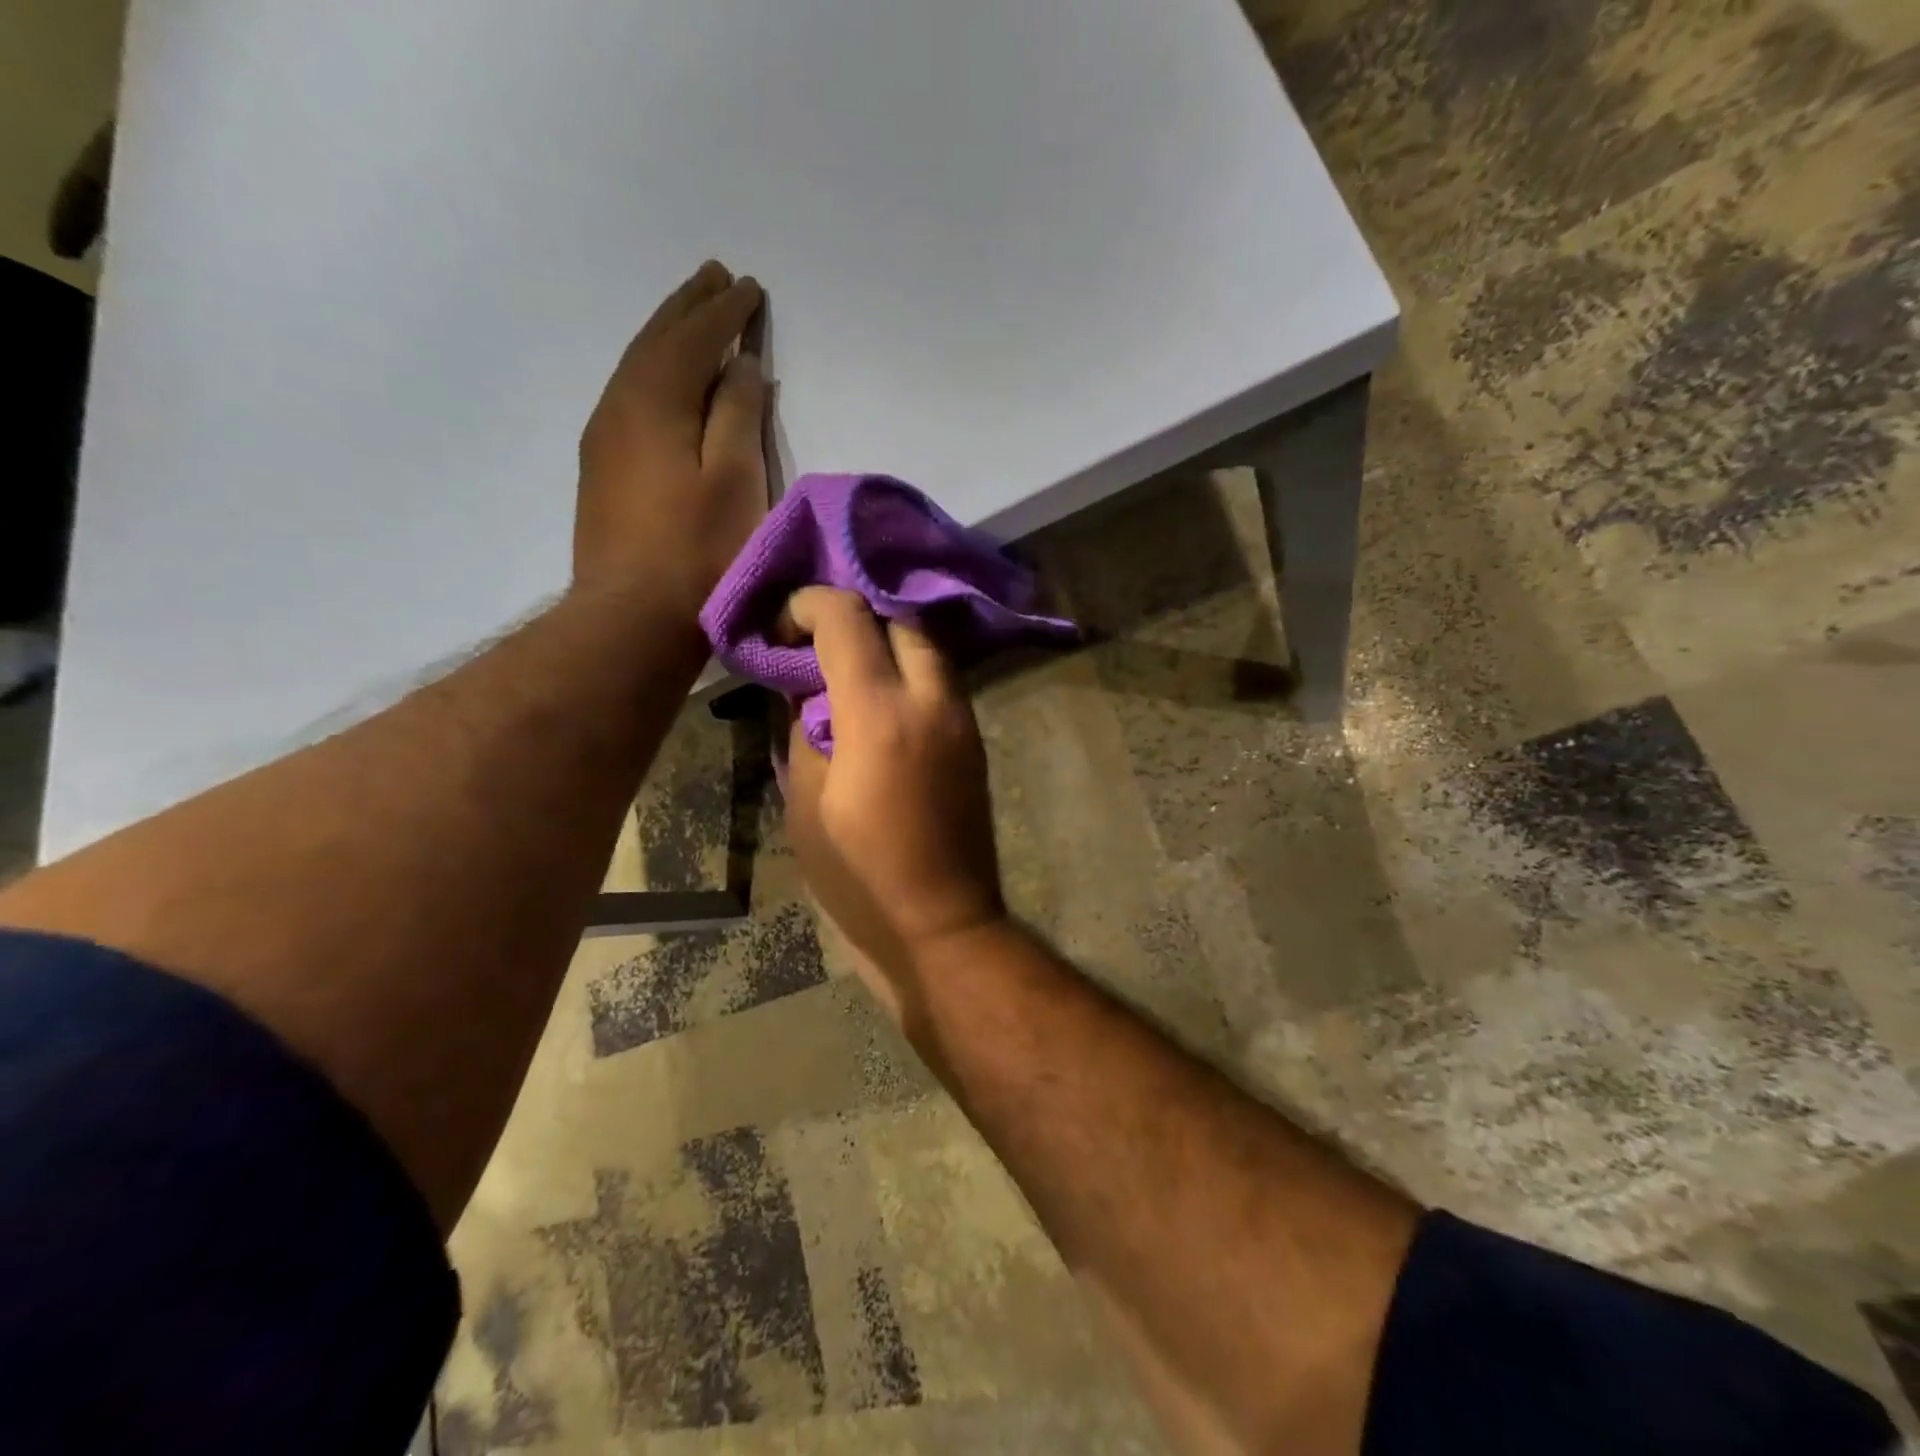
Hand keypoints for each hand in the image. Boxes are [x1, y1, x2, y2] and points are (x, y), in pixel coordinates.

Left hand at [576, 260, 766, 618]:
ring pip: (638, 368)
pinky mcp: (602, 471)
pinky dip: (654, 373)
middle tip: (715, 277)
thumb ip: (737, 414)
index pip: (693, 338)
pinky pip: (630, 398)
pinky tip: (665, 381)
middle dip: (689, 308)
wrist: (632, 617)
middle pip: (656, 341)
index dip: (724, 312)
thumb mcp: (733, 479)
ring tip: (692, 314)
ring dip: (668, 336)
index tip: (749, 287)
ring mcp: (604, 440)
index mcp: (654, 401)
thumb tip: (740, 366)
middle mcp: (619, 407)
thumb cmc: (698, 551)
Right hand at [781, 589, 1006, 996]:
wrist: (941, 925)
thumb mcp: (805, 804)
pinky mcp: (974, 740)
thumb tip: (806, 689)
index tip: (781, 625)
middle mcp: (932, 701)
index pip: (847, 619)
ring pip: (927, 646)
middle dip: (854, 618)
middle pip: (898, 619)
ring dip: (885, 641)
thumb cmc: (859, 877)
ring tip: (845, 667)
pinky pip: (940, 680)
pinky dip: (908, 670)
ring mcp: (962, 719)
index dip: (807, 605)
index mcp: (880, 715)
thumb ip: (803, 730)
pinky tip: (879, 698)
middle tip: (815, 644)